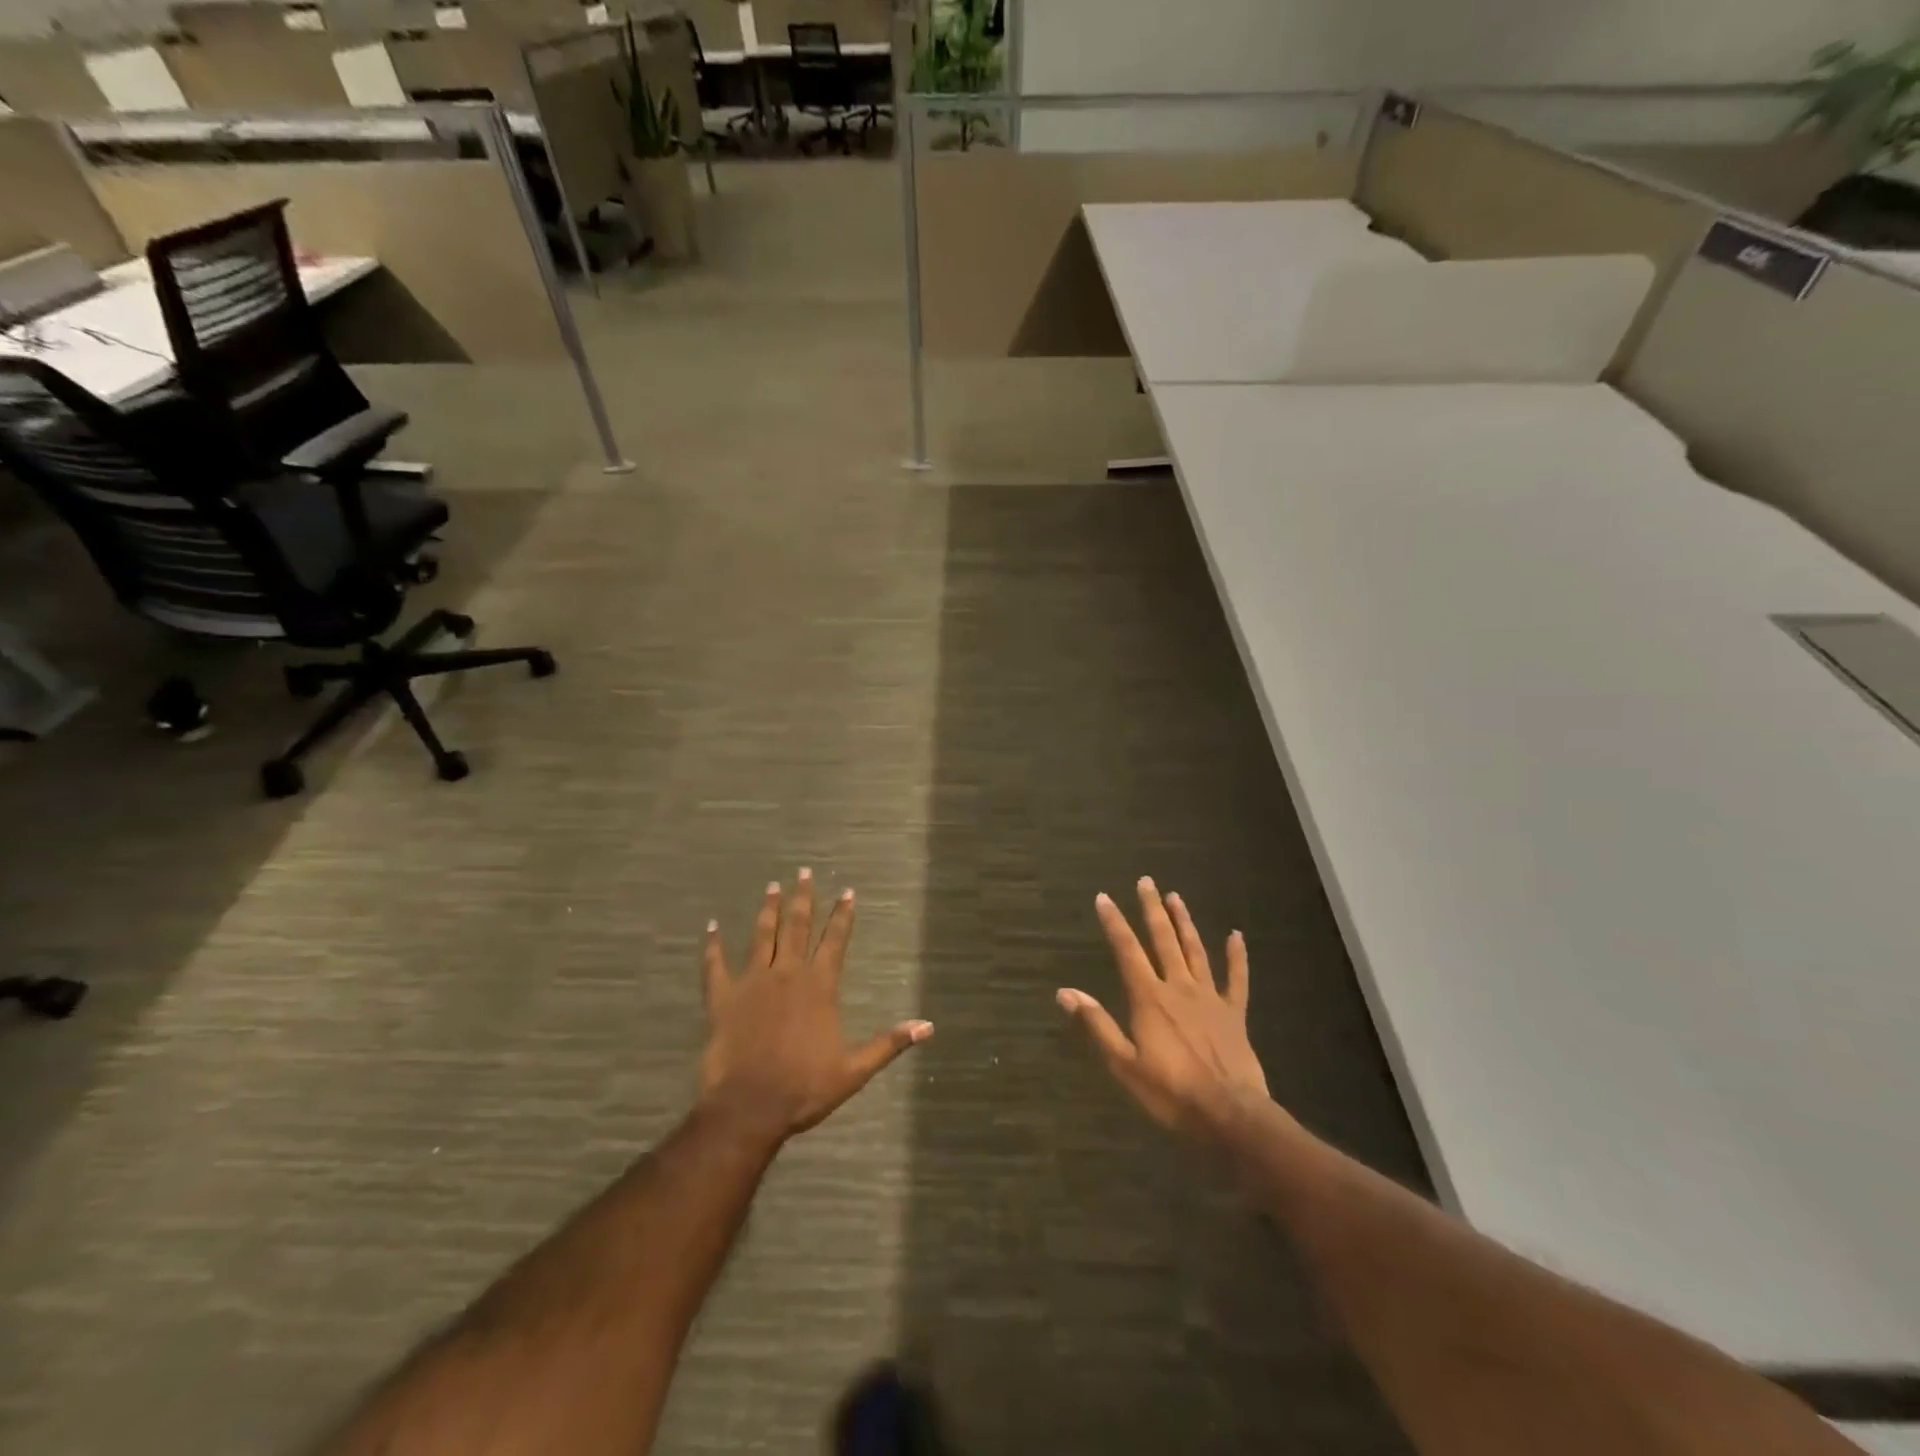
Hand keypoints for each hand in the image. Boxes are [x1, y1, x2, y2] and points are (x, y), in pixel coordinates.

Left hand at [699, 869, 931, 1140]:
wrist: (749, 1106)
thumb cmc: (804, 1088)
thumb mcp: (854, 1069)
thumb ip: (889, 1043)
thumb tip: (927, 1027)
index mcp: (819, 986)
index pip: (836, 940)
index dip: (843, 915)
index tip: (848, 892)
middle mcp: (787, 973)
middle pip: (797, 927)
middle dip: (803, 898)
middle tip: (803, 872)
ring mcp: (752, 982)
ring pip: (762, 936)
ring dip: (768, 910)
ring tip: (772, 887)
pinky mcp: (722, 998)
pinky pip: (715, 965)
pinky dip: (712, 945)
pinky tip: (711, 927)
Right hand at [1058, 877, 1270, 1137]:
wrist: (1230, 1115)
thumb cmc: (1171, 1093)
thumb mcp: (1124, 1064)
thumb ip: (1097, 1024)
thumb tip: (1065, 992)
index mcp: (1149, 998)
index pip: (1127, 950)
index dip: (1114, 922)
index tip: (1104, 897)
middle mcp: (1178, 987)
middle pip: (1163, 940)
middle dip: (1152, 909)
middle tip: (1146, 881)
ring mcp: (1210, 998)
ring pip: (1195, 950)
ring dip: (1185, 922)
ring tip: (1176, 897)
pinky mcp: (1234, 1013)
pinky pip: (1237, 979)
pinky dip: (1237, 956)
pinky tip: (1236, 935)